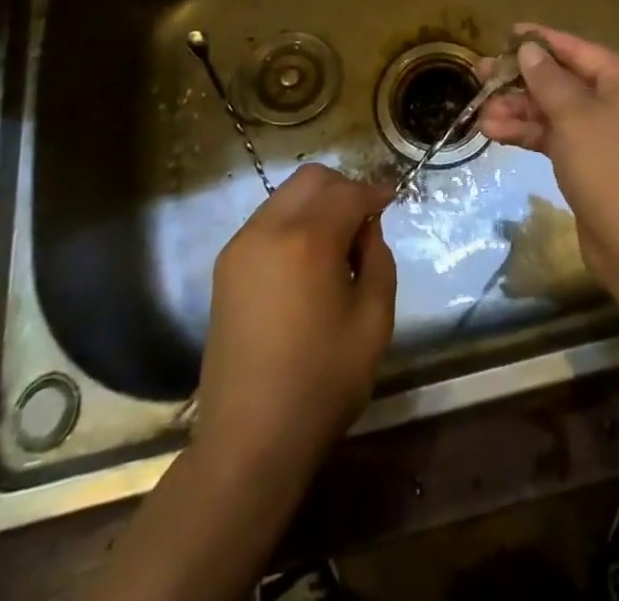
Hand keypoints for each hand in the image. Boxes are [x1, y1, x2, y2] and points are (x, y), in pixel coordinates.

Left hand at [193, 164, 396, 474]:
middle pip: (312, 179)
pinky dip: (292, 223)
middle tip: (364, 220)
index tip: (392, 200)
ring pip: (286, 196)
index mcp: (308, 240)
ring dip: (316, 204)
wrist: (249, 440)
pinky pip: (267, 221)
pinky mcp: (226, 266)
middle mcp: (268, 229)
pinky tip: (306, 261)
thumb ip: (377, 259)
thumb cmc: (321, 383)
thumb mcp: (373, 320)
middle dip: (343, 188)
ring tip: (336, 244)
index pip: (348, 192)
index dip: (375, 192)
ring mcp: (241, 245)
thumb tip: (366, 228)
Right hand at [477, 26, 618, 292]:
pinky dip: (528, 132)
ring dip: (518, 111)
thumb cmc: (606, 165)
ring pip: (555, 110)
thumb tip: (529, 49)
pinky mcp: (591, 159)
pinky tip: (493, 132)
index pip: (578, 50)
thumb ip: (547, 78)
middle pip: (563, 80)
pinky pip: (556, 135)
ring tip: (480, 113)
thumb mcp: (572, 115)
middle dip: (521, 81)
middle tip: (480, 74)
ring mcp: (605, 132)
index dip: (541, 40)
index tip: (507, 33)